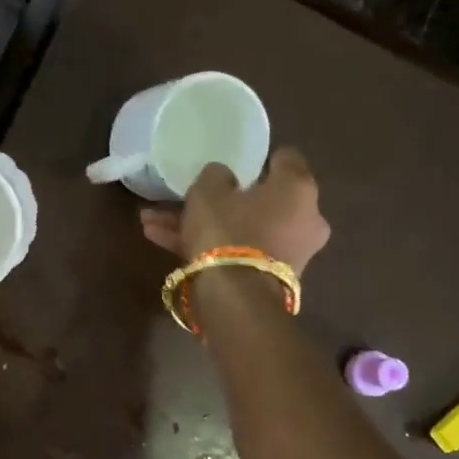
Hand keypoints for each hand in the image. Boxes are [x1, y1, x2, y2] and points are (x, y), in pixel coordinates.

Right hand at [140, 148, 330, 273]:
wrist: (235, 299)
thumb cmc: (227, 231)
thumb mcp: (209, 191)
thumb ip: (215, 175)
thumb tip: (223, 177)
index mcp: (297, 188)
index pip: (285, 159)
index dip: (258, 159)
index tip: (235, 163)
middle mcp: (305, 219)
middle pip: (259, 201)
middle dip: (220, 200)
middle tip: (188, 198)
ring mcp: (289, 253)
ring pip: (240, 230)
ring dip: (204, 226)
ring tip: (154, 224)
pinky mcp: (271, 280)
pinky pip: (237, 254)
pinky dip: (207, 249)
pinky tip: (161, 242)